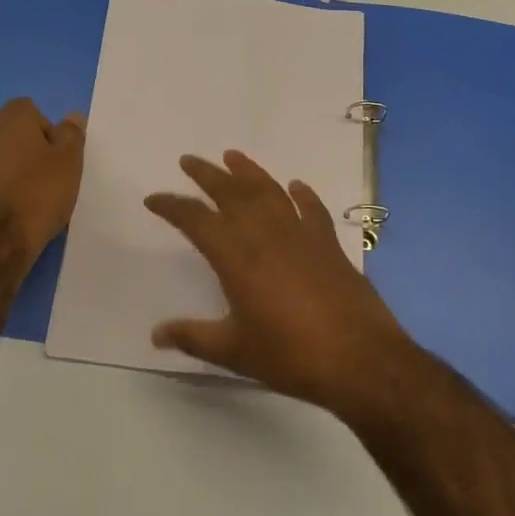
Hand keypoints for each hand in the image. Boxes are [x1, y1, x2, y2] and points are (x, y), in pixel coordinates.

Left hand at [0, 98, 85, 259]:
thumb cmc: (37, 195)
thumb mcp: (68, 163)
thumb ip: (71, 135)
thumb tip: (71, 116)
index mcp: (11, 119)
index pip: (33, 112)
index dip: (49, 133)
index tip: (58, 159)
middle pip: (14, 134)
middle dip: (30, 152)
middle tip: (48, 179)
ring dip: (13, 171)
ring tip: (30, 200)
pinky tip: (9, 213)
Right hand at [144, 151, 413, 414]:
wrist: (360, 359)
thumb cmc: (291, 356)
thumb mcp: (235, 352)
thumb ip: (193, 337)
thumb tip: (156, 334)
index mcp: (237, 259)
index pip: (196, 221)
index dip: (173, 206)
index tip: (154, 199)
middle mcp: (266, 236)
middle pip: (232, 193)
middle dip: (207, 175)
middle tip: (189, 160)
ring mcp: (301, 236)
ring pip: (270, 192)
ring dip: (249, 171)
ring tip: (232, 156)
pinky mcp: (329, 244)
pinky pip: (312, 209)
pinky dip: (303, 195)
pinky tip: (296, 186)